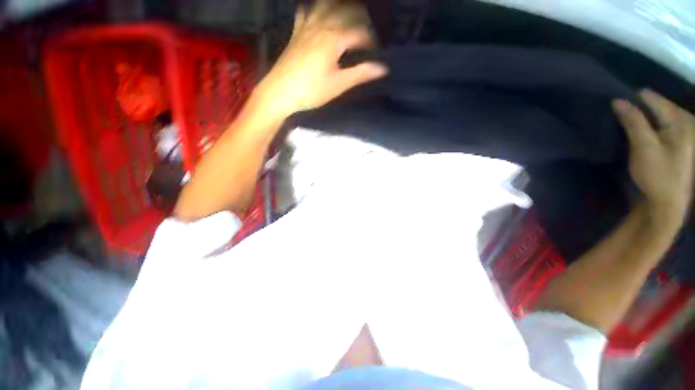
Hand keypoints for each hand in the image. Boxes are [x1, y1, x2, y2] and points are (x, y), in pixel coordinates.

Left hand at [255, 1, 387, 117]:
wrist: (280, 92)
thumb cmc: (311, 91)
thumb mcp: (338, 85)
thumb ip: (360, 73)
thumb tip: (383, 68)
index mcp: (334, 38)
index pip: (360, 32)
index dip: (371, 40)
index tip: (376, 51)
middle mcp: (321, 25)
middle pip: (346, 11)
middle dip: (360, 19)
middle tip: (367, 33)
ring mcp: (306, 26)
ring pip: (326, 5)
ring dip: (340, 7)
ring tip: (349, 17)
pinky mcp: (296, 32)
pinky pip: (305, 11)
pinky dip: (314, 9)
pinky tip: (317, 12)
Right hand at [613, 89, 694, 223]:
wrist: (669, 203)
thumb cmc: (657, 175)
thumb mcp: (643, 147)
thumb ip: (633, 122)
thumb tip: (618, 101)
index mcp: (681, 121)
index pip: (654, 99)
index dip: (634, 99)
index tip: (616, 100)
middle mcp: (687, 121)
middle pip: (660, 106)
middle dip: (641, 107)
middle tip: (620, 111)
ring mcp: (687, 131)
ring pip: (662, 114)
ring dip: (646, 115)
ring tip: (629, 118)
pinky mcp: (683, 140)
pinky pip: (665, 123)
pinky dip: (652, 123)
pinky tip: (643, 128)